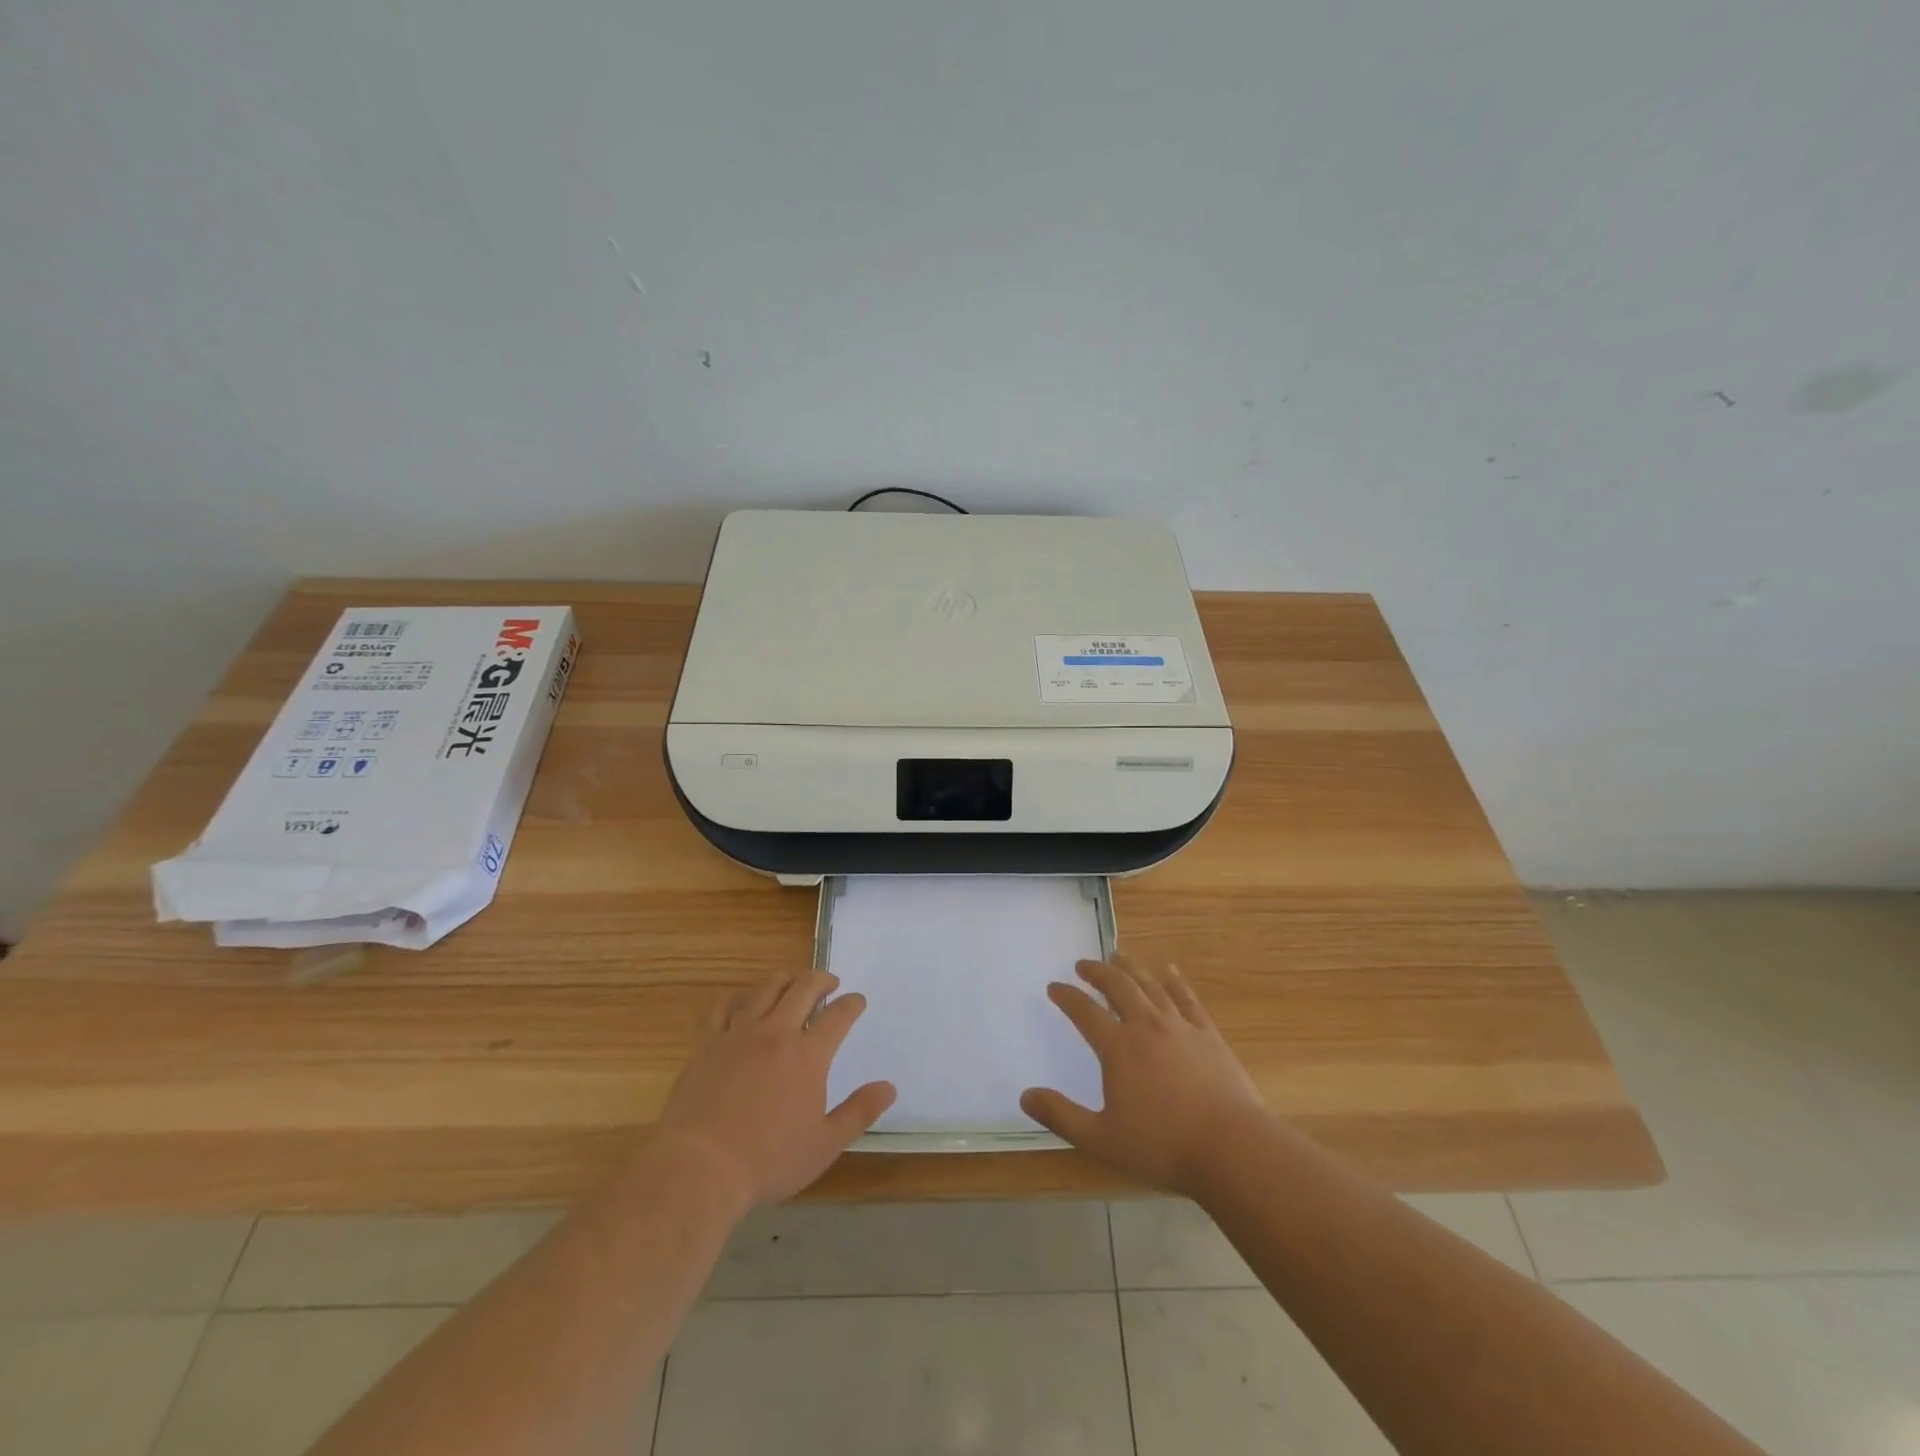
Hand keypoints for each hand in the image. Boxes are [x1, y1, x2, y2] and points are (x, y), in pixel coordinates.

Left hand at [653, 970, 896, 1208]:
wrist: (700, 1167)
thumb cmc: (768, 1160)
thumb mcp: (825, 1144)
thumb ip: (859, 1112)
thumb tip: (889, 1087)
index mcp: (809, 1055)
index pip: (838, 1016)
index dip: (852, 1004)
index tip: (858, 1001)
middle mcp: (777, 1032)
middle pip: (803, 989)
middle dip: (822, 980)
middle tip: (830, 983)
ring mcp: (739, 1034)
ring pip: (767, 989)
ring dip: (786, 979)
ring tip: (794, 982)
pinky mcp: (708, 1043)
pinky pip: (725, 1006)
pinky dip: (741, 996)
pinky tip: (745, 999)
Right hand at [1021, 956, 1264, 1196]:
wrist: (1231, 1148)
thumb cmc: (1162, 1147)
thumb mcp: (1101, 1140)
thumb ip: (1061, 1116)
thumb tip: (1025, 1096)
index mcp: (1118, 1048)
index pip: (1084, 1012)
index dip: (1067, 997)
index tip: (1054, 986)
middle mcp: (1146, 1026)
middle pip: (1118, 986)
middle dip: (1097, 972)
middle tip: (1084, 964)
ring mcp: (1180, 1027)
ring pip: (1150, 985)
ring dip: (1131, 968)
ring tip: (1118, 956)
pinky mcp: (1208, 1035)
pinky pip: (1187, 998)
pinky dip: (1174, 981)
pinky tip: (1169, 971)